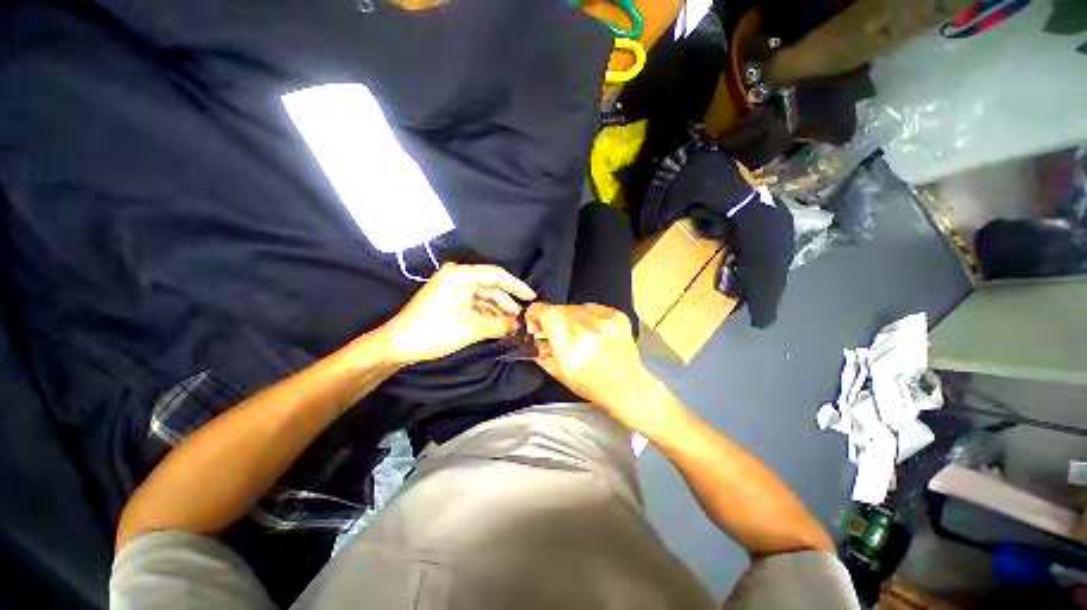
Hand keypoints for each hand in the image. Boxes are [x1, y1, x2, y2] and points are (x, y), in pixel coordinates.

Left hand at [380, 263, 535, 364]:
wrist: (398, 344)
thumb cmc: (437, 331)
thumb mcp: (474, 328)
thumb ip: (501, 324)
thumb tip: (519, 325)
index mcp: (462, 275)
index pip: (498, 275)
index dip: (518, 286)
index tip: (532, 298)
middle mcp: (457, 276)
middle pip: (491, 286)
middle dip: (507, 302)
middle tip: (522, 318)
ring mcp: (451, 287)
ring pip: (482, 296)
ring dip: (497, 310)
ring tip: (512, 325)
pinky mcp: (448, 299)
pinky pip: (473, 303)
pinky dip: (486, 313)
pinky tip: (497, 324)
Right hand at [526, 303, 662, 423]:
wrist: (629, 385)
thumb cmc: (593, 385)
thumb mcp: (561, 375)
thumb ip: (542, 353)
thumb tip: (533, 333)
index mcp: (573, 351)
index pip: (549, 315)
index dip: (536, 312)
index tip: (533, 318)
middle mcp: (590, 333)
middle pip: (560, 309)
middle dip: (551, 316)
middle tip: (553, 329)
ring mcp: (607, 322)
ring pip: (575, 306)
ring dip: (569, 316)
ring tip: (575, 332)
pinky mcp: (618, 316)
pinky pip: (591, 307)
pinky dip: (585, 314)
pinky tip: (591, 329)